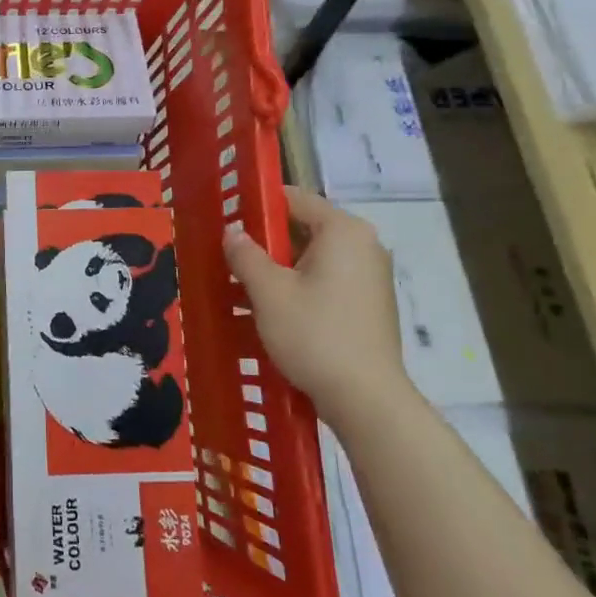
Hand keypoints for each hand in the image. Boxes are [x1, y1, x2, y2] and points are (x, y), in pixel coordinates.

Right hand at [223, 186, 409, 416]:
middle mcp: (363, 245)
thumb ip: (246, 255)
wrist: (365, 397)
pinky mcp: (368, 304)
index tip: (226, 217)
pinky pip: (325, 281)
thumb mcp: (268, 292)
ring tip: (239, 283)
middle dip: (264, 241)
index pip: (295, 199)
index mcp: (343, 231)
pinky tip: (268, 307)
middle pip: (304, 228)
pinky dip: (297, 286)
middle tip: (227, 254)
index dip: (257, 204)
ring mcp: (369, 276)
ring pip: (312, 258)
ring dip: (277, 267)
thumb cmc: (314, 334)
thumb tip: (231, 231)